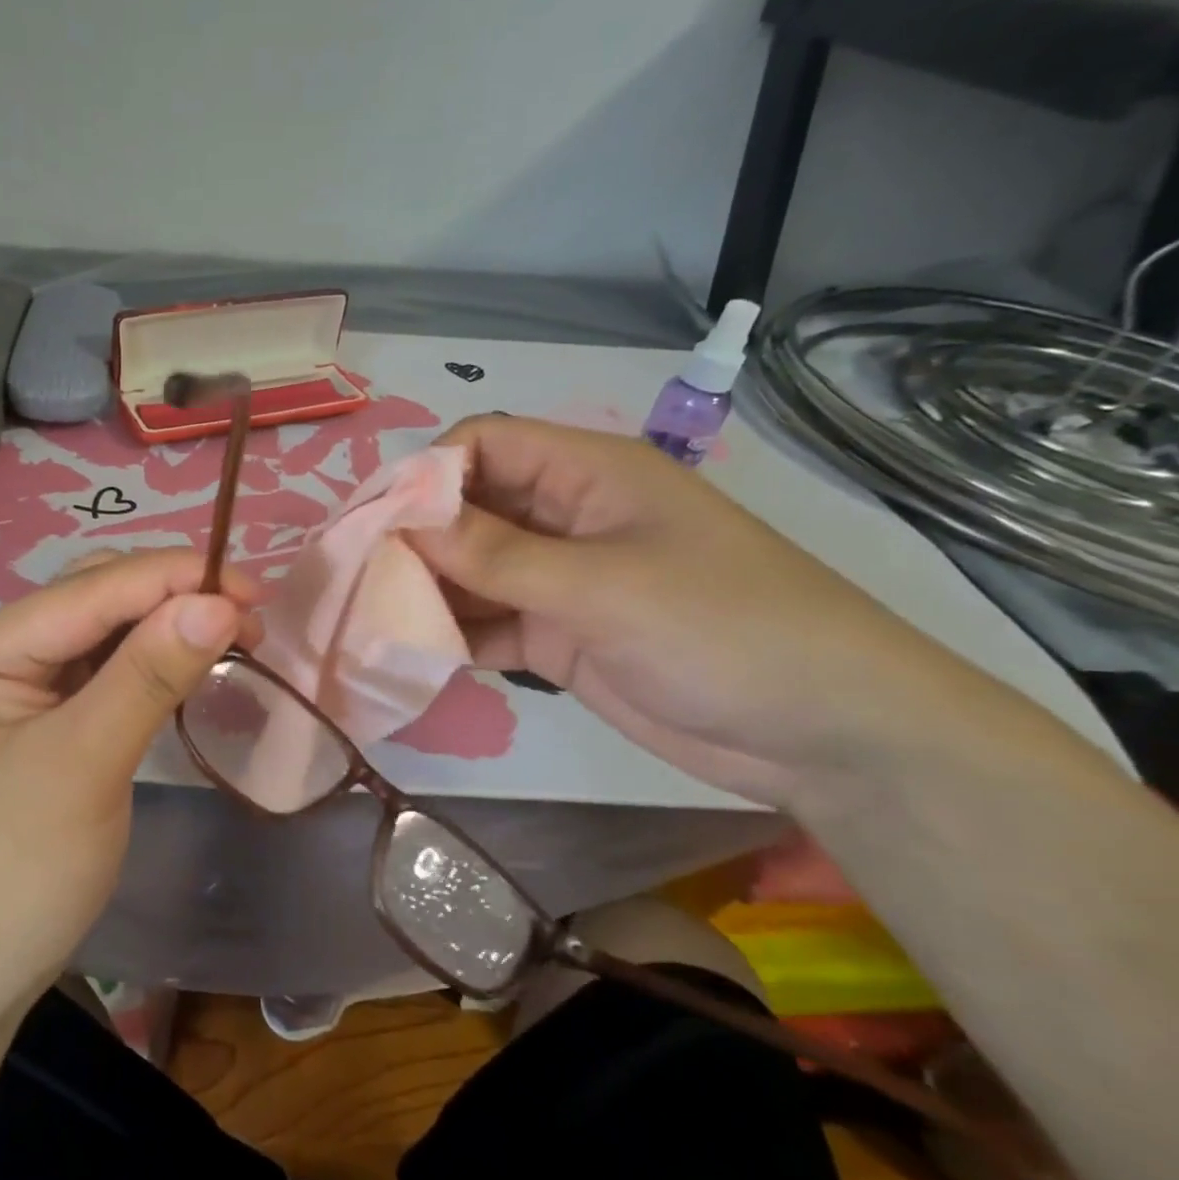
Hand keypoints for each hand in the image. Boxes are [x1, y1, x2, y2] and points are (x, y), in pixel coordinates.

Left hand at [0, 550, 257, 1015]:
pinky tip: (189, 667)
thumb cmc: (11, 876)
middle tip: (250, 622)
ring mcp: (17, 687)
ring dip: (168, 628)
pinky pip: (105, 671)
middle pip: (96, 598)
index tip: (255, 592)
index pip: (91, 589)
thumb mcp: (85, 766)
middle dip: (173, 598)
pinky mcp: (42, 720)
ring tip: (234, 639)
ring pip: (105, 632)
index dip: (175, 578)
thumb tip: (219, 602)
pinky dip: (152, 664)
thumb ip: (149, 675)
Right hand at [409, 416, 1009, 806]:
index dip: (425, 474)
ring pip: (471, 571)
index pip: (483, 445)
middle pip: (467, 509)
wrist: (823, 734)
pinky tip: (411, 653)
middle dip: (414, 538)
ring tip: (370, 618)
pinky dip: (452, 634)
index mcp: (585, 474)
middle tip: (357, 578)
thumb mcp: (603, 585)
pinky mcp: (557, 637)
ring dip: (426, 590)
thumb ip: (498, 556)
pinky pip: (487, 624)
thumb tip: (404, 523)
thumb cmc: (723, 628)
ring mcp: (559, 581)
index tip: (375, 523)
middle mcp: (564, 518)